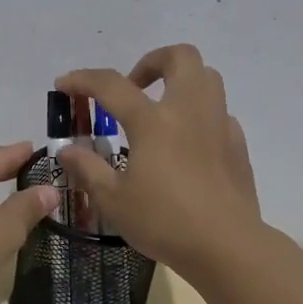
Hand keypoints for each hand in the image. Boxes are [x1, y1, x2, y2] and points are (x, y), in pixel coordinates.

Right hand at [55, 45, 264, 280]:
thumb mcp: (113, 201)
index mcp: (153, 121)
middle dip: (151, 61)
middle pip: (180, 56)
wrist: (227, 247)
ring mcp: (218, 125)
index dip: (83, 79)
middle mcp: (189, 111)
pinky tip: (187, 144)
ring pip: (207, 77)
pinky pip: (219, 112)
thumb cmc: (165, 222)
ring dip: (180, 81)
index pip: (112, 84)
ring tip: (160, 110)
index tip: (64, 85)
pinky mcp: (237, 145)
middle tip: (133, 87)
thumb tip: (66, 149)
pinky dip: (199, 115)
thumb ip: (87, 169)